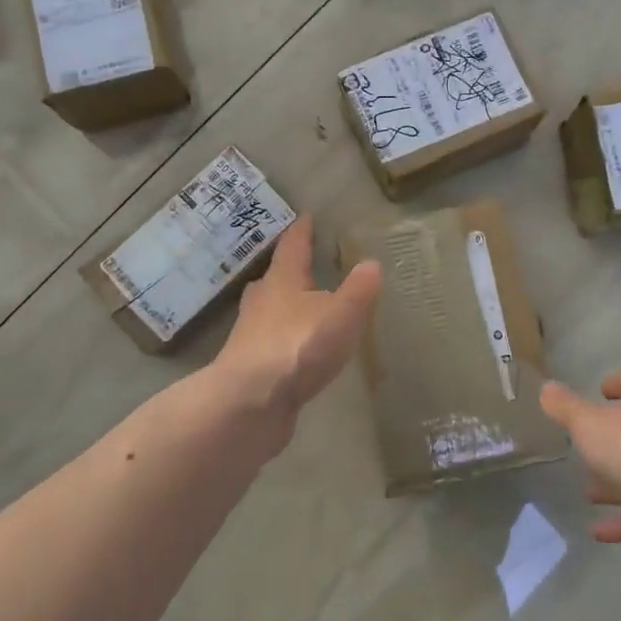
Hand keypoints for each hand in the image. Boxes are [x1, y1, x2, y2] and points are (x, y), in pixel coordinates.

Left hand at [216, 215, 382, 424]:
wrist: (250, 403)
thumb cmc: (298, 347)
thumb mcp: (341, 314)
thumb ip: (358, 290)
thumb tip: (371, 263)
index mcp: (282, 281)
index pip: (293, 246)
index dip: (302, 231)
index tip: (308, 217)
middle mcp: (261, 302)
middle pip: (275, 279)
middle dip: (290, 272)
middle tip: (307, 266)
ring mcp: (251, 336)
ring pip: (270, 312)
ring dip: (286, 308)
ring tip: (307, 310)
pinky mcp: (250, 368)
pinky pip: (272, 344)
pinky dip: (286, 341)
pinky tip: (299, 352)